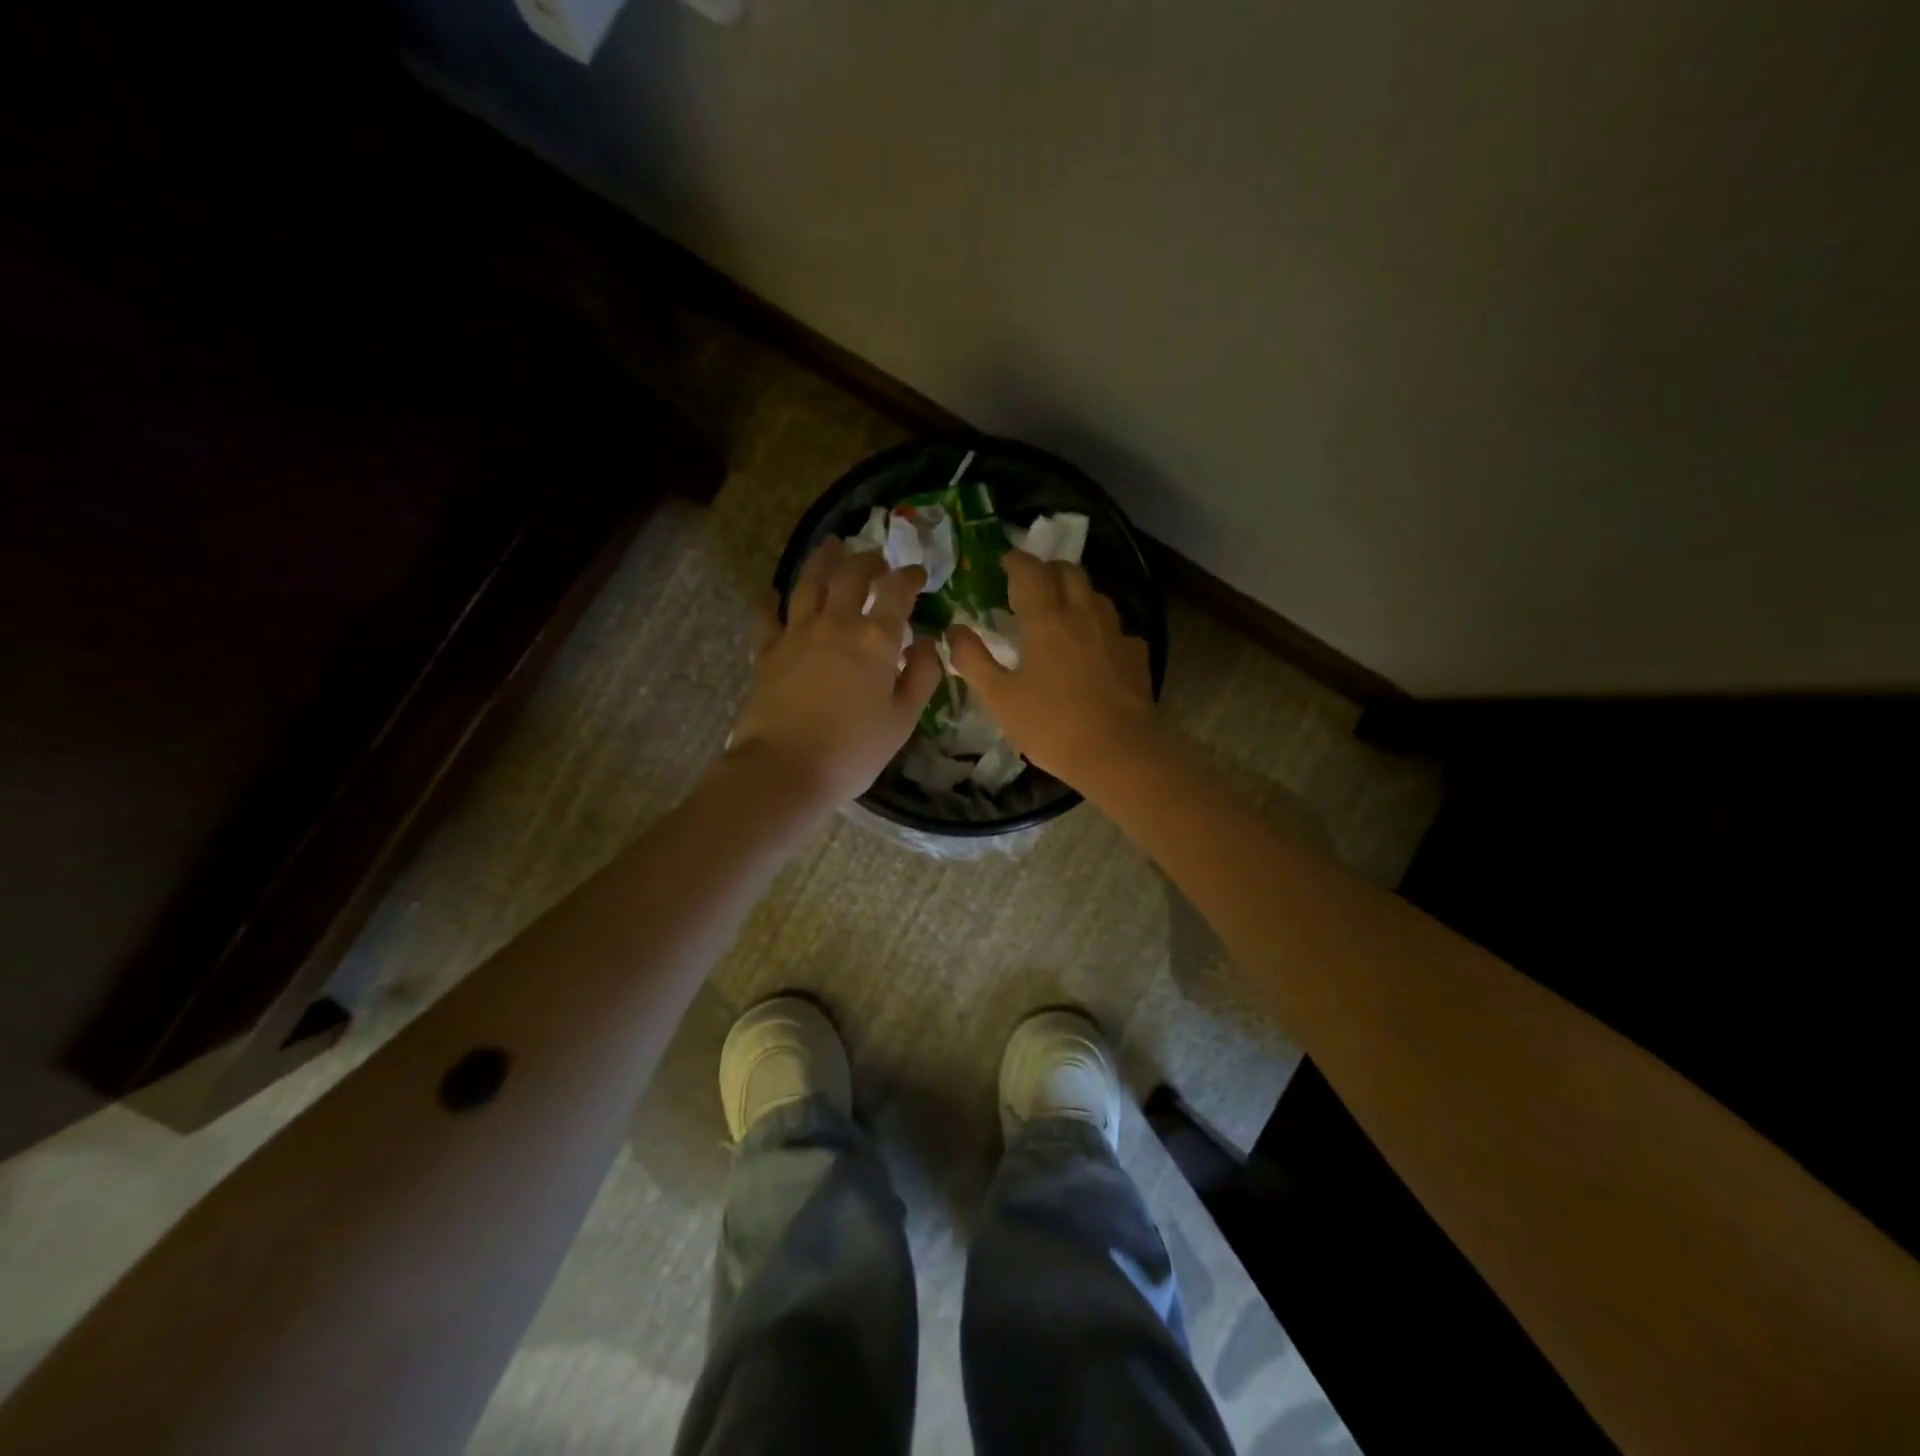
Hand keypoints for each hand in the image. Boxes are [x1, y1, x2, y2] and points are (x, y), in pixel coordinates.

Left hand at [729, 539, 943, 807]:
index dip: (909, 577)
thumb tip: (927, 642)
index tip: (917, 573)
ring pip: (809, 582)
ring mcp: (796, 634)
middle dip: (867, 560)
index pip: (896, 592)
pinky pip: (766, 616)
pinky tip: (770, 592)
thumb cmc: (853, 750)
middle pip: (851, 576)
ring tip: (830, 546)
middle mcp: (835, 624)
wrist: (786, 768)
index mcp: (875, 639)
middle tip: (876, 557)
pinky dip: (769, 600)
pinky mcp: (767, 651)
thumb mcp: (902, 719)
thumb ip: (921, 676)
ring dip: (822, 560)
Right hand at [949, 551, 1157, 785]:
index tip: (1004, 563)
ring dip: (1076, 593)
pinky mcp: (1136, 655)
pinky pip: (1116, 628)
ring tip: (1062, 613)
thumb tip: (954, 629)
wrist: (1119, 754)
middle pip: (1069, 571)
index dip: (1015, 561)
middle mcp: (1084, 614)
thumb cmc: (1051, 726)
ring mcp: (1115, 633)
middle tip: (1031, 585)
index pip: (1030, 571)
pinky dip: (1099, 628)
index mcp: (1047, 619)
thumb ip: (972, 660)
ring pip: (1096, 595)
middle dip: (1048, 569)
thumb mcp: (999, 698)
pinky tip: (1094, 649)